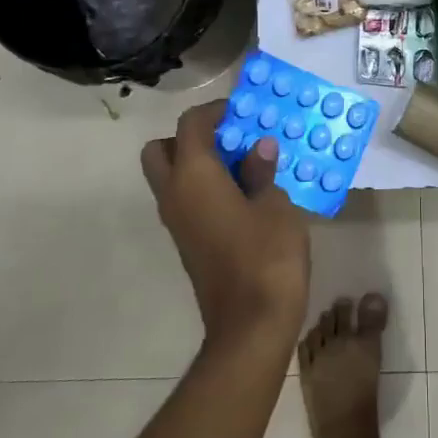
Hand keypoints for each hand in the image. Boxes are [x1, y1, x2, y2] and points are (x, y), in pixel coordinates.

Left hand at [142, 101, 309, 354]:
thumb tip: (257, 148)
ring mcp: (177, 222)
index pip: (190, 125)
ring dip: (197, 164)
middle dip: (190, 138)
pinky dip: (204, 188)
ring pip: (170, 177)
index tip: (243, 112)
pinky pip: (185, 201)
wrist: (251, 325)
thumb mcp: (275, 206)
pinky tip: (243, 195)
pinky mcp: (187, 243)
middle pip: (161, 150)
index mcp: (194, 176)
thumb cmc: (267, 257)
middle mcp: (174, 195)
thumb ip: (261, 171)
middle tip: (229, 141)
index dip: (215, 111)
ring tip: (243, 166)